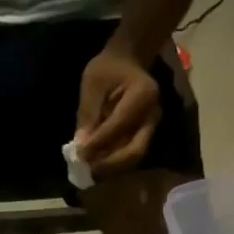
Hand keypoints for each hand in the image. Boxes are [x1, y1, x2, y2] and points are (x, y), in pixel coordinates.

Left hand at [75, 43, 160, 174]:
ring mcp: (152, 128)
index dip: (99, 142)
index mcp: (143, 94)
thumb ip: (88, 113)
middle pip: (135, 150)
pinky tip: (98, 165)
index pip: (120, 125)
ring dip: (112, 168)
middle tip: (88, 170)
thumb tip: (81, 146)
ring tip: (91, 171)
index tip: (80, 154)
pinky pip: (131, 156)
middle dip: (110, 164)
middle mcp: (153, 116)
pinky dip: (115, 164)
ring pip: (134, 157)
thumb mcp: (93, 83)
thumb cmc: (109, 68)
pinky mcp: (145, 136)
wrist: (128, 62)